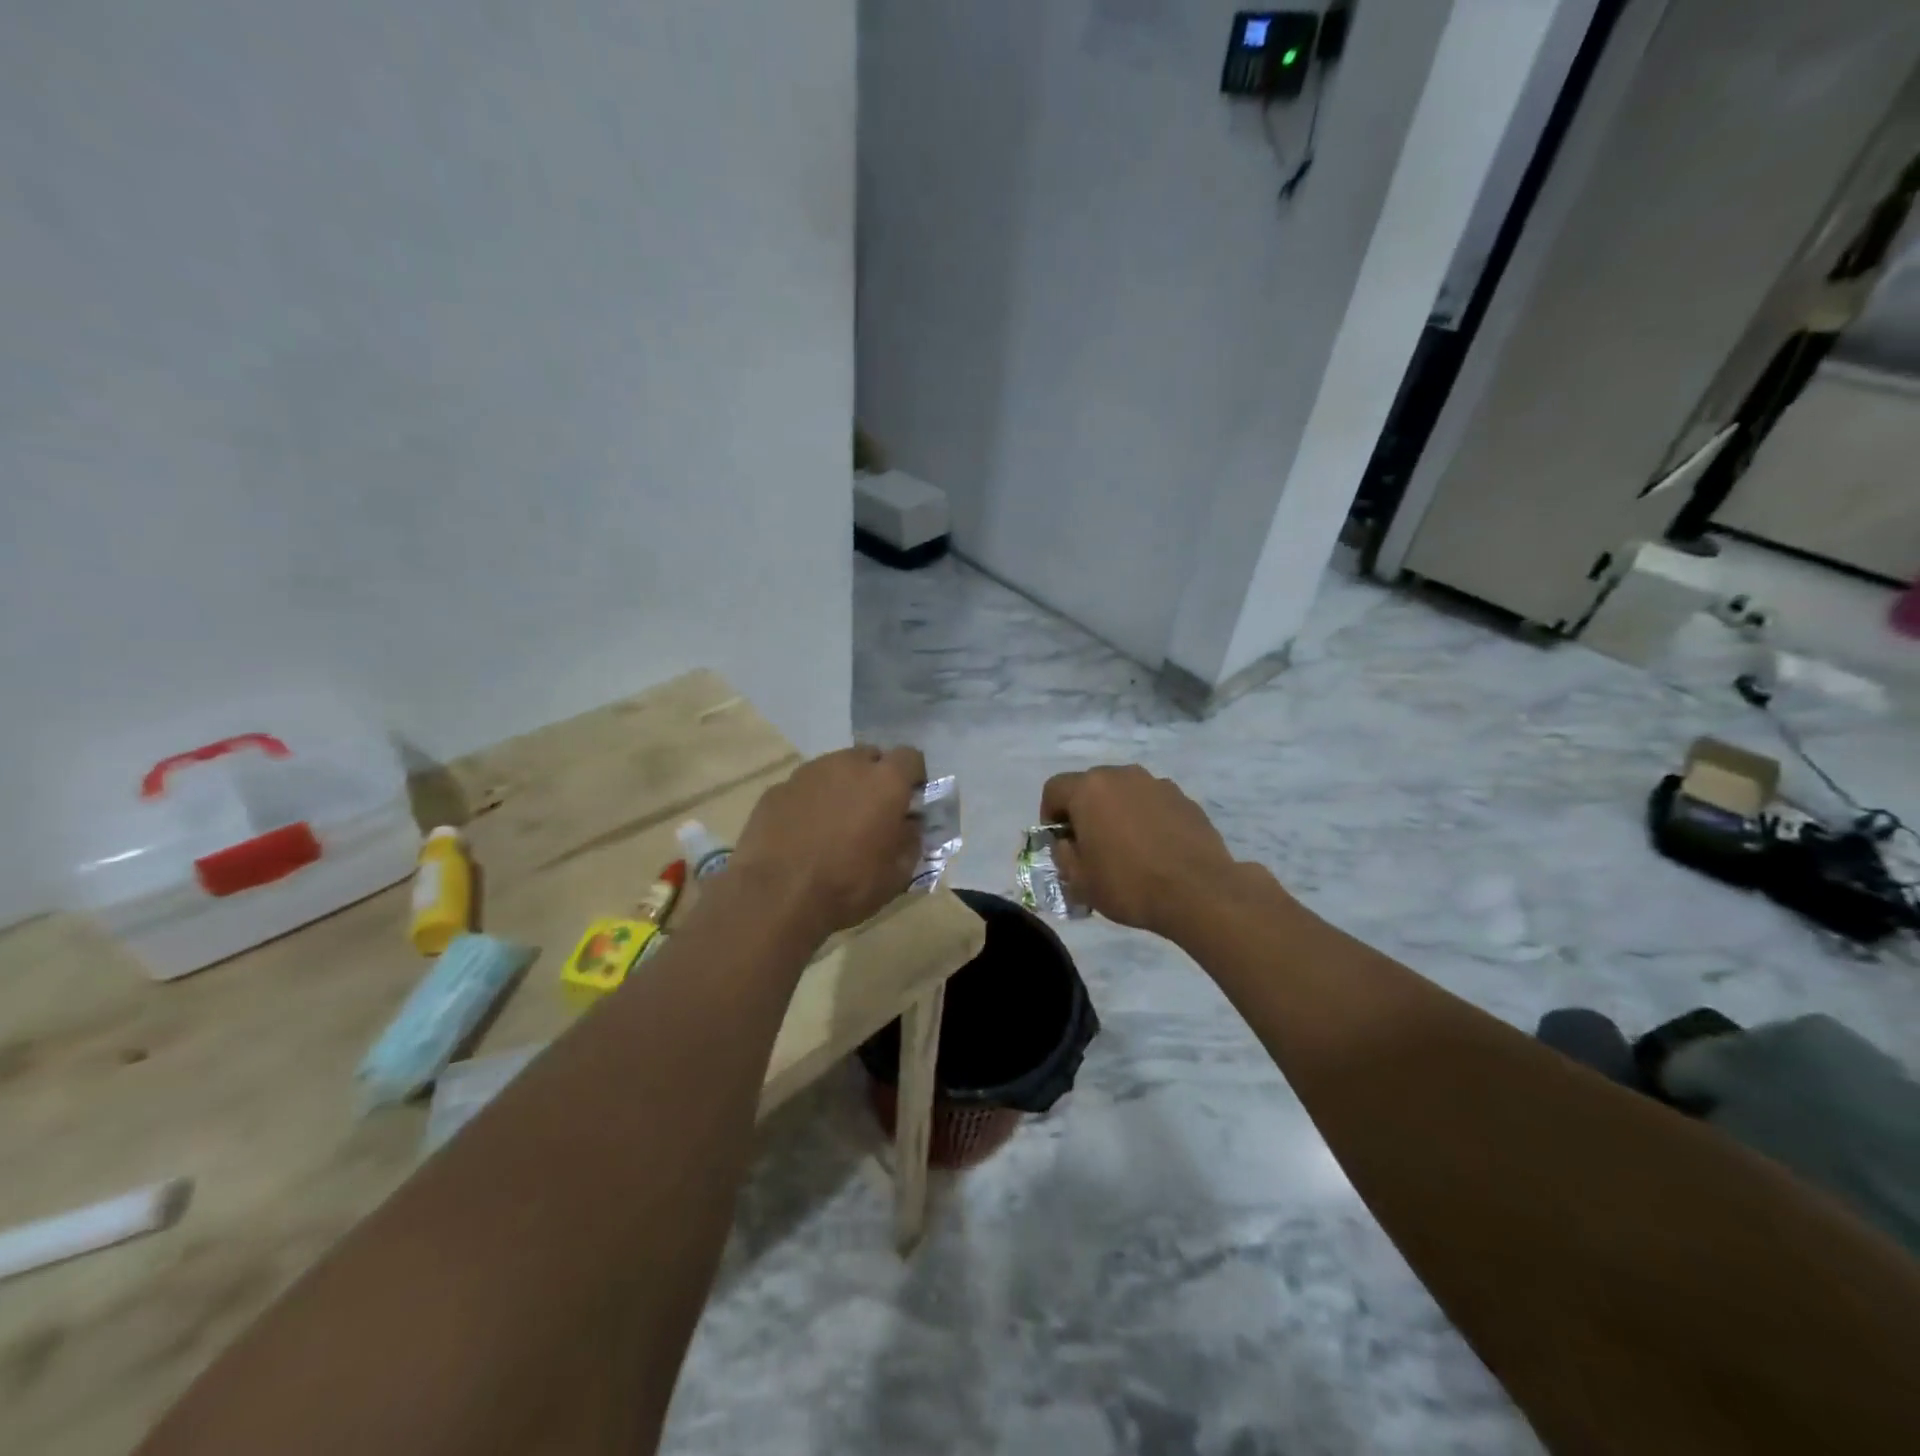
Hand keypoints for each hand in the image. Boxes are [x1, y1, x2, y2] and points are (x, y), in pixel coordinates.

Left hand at [733, 745, 927, 936]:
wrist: (776, 897)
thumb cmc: (847, 886)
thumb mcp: (897, 873)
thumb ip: (911, 840)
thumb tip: (909, 824)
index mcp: (885, 781)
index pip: (911, 757)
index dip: (913, 777)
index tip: (910, 800)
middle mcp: (848, 764)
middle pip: (870, 757)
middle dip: (875, 778)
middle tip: (872, 811)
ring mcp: (808, 773)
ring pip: (834, 769)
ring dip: (841, 787)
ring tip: (834, 823)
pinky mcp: (777, 789)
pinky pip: (803, 788)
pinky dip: (809, 802)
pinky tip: (803, 833)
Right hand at [1039, 765, 1238, 937]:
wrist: (1199, 892)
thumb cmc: (1129, 884)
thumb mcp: (1079, 880)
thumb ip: (1063, 854)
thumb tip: (1067, 843)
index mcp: (1090, 789)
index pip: (1054, 789)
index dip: (1049, 815)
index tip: (1060, 843)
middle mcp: (1123, 775)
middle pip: (1091, 786)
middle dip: (1085, 812)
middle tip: (1091, 846)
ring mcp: (1158, 784)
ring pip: (1125, 793)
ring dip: (1118, 813)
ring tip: (1127, 849)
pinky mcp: (1186, 800)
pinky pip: (1153, 804)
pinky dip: (1147, 819)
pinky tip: (1156, 850)